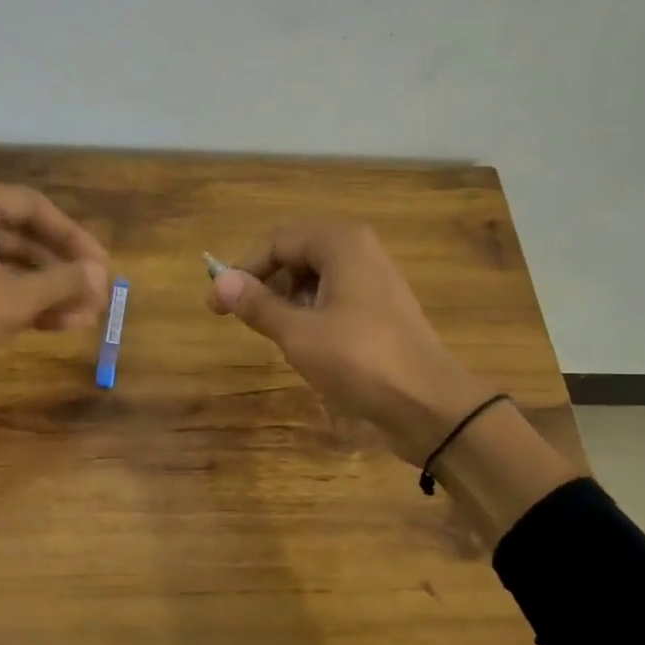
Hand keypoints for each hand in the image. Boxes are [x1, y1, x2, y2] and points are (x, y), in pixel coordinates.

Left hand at [0, 178, 108, 387]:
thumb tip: (101, 275)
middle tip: (97, 296)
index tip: (103, 267)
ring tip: (84, 318)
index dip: (75, 238)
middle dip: (63, 270)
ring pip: (9, 264)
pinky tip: (53, 324)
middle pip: (24, 236)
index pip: (36, 207)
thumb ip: (62, 282)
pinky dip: (20, 301)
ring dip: (47, 290)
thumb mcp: (13, 299)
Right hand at [208, 221, 493, 465]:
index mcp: (341, 244)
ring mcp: (375, 281)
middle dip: (265, 283)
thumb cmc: (358, 359)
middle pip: (297, 255)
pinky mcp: (381, 310)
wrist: (427, 403)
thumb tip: (220, 281)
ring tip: (271, 333)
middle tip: (240, 317)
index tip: (217, 304)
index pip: (277, 241)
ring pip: (315, 279)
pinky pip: (334, 298)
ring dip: (286, 300)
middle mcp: (360, 252)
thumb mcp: (297, 332)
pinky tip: (303, 343)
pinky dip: (310, 313)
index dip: (242, 270)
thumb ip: (257, 304)